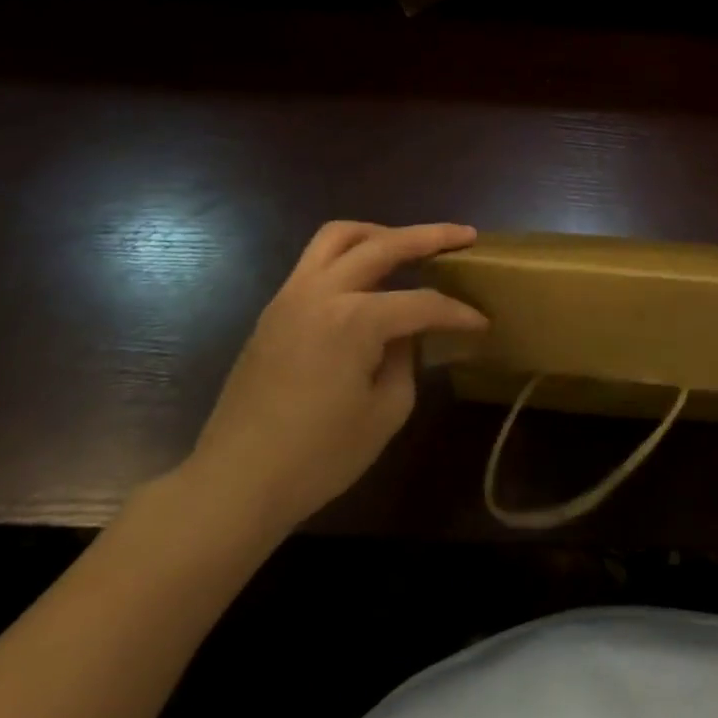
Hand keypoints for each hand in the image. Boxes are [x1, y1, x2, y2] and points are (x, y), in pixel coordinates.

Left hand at [185, 221, 486, 537]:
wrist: (235, 484)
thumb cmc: (319, 456)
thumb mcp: (386, 411)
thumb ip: (406, 359)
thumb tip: (406, 336)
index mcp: (354, 320)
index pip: (422, 303)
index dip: (458, 313)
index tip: (482, 323)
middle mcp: (321, 293)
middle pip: (383, 244)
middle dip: (430, 236)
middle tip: (465, 235)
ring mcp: (291, 297)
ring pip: (338, 236)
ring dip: (380, 233)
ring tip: (409, 244)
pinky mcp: (274, 311)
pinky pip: (316, 262)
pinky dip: (350, 256)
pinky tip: (370, 281)